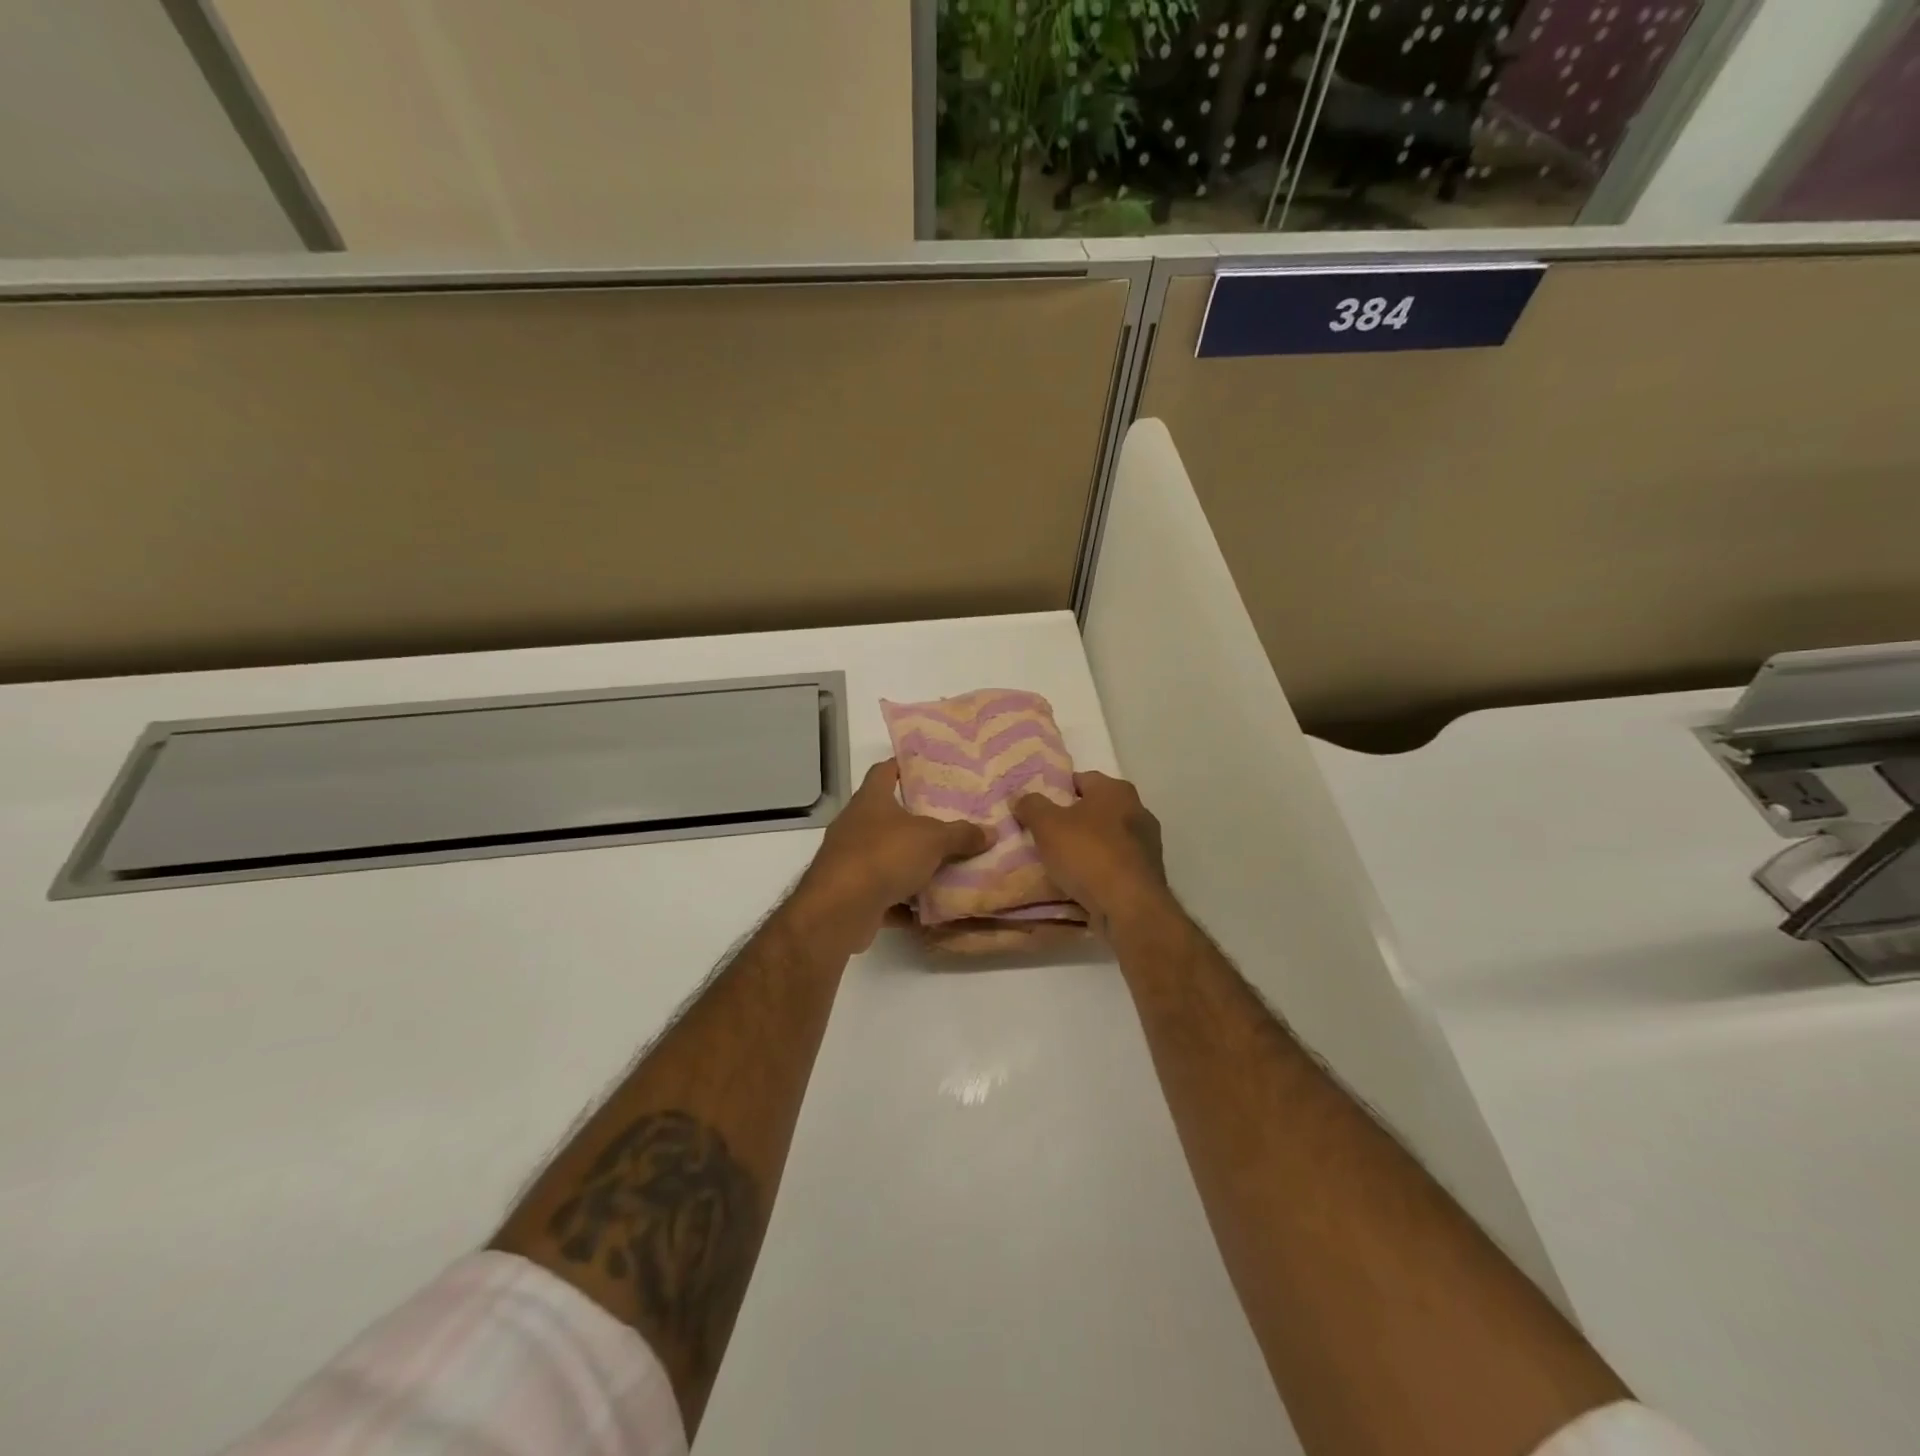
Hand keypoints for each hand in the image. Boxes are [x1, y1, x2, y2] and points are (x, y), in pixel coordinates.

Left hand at [792, 760, 989, 952]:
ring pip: (887, 856)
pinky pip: (884, 893)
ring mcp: (850, 860)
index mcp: (870, 800)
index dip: (903, 766)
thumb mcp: (932, 840)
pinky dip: (904, 901)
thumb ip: (962, 835)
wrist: (839, 908)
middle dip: (916, 820)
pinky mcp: (851, 893)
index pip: (884, 771)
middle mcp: (856, 825)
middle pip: (888, 816)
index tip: (926, 767)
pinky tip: (930, 908)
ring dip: (911, 864)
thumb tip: (991, 832)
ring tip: (947, 864)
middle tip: (950, 819)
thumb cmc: (884, 856)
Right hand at [1013, 771, 1169, 934]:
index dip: (1057, 790)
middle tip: (1046, 834)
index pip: (1081, 779)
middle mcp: (1138, 810)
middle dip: (1073, 819)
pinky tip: (1083, 881)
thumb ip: (1031, 806)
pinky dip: (1101, 868)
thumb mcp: (1047, 825)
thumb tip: (1020, 796)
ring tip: (1061, 862)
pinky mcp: (1148, 872)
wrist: (1129, 906)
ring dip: (1088, 846)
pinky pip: (1116, 863)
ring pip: (1107, 837)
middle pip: (1096, 809)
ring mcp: (1147, 843)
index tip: (1039, 808)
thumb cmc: (1088, 854)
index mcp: (1116, 790)